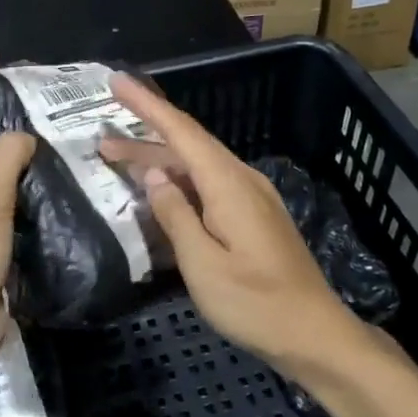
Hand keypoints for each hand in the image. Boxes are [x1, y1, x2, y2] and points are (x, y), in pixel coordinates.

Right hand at [107, 74, 359, 376]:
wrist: (315, 334)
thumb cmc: (256, 304)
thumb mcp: (203, 265)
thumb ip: (175, 216)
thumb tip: (155, 176)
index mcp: (228, 184)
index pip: (181, 131)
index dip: (147, 105)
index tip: (118, 81)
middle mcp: (242, 180)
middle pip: (188, 146)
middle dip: (144, 138)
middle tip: (102, 140)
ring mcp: (252, 197)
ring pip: (198, 166)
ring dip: (160, 161)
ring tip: (120, 162)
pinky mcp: (255, 216)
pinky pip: (209, 184)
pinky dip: (179, 180)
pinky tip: (162, 193)